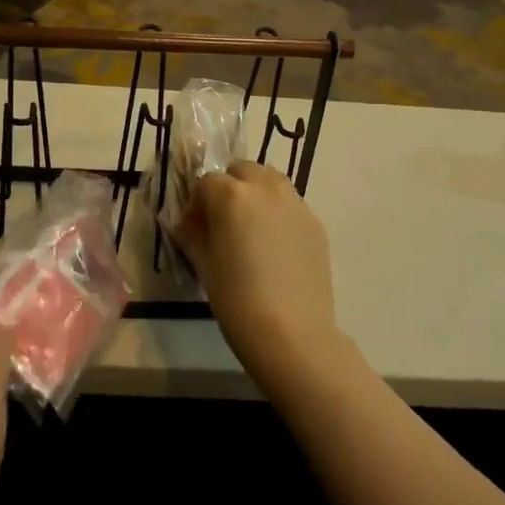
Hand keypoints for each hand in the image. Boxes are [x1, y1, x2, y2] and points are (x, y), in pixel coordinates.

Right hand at [177, 162, 341, 387]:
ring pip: (270, 182)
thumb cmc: (236, 299)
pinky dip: (277, 214)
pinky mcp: (315, 224)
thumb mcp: (204, 265)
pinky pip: (290, 205)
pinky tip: (274, 248)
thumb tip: (189, 224)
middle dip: (228, 188)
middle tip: (222, 223)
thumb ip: (194, 235)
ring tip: (250, 230)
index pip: (206, 183)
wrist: (292, 333)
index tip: (193, 229)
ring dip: (255, 194)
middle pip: (242, 171)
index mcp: (232, 195)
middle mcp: (266, 189)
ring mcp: (295, 204)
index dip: (196, 204)